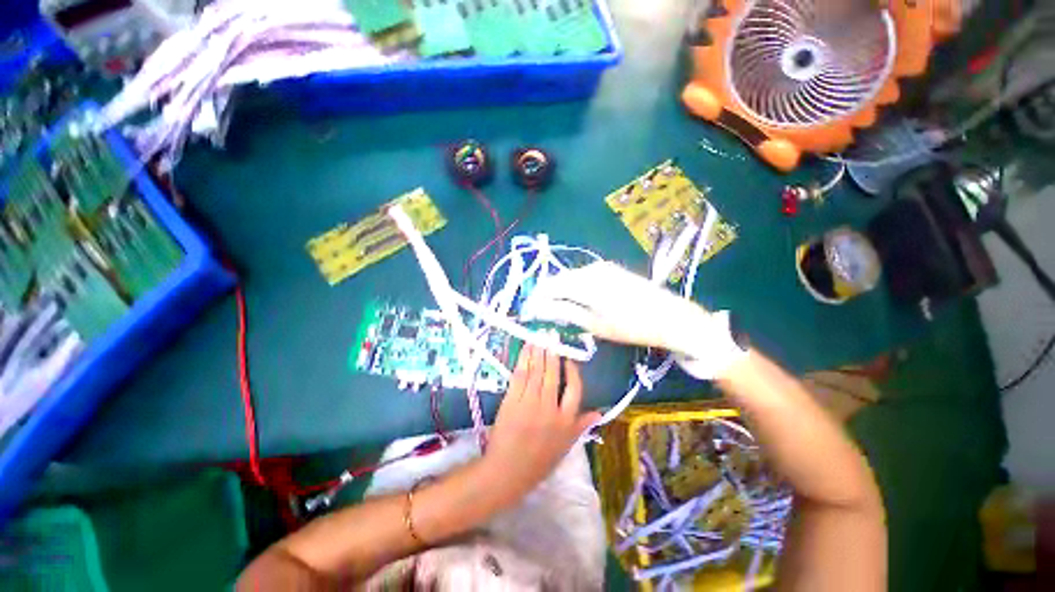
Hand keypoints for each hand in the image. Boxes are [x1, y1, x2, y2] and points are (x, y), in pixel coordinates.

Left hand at [484, 344, 600, 500]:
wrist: (507, 473)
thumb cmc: (538, 462)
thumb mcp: (565, 446)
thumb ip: (581, 426)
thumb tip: (599, 412)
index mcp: (566, 421)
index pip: (574, 389)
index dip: (572, 371)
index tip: (568, 359)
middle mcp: (550, 409)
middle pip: (553, 374)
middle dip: (553, 352)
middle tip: (552, 335)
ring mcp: (530, 404)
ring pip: (537, 372)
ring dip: (538, 352)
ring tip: (540, 337)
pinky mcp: (512, 401)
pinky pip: (520, 376)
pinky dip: (524, 360)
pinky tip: (526, 349)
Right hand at [522, 262, 747, 378]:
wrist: (671, 316)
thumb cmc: (632, 326)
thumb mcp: (595, 324)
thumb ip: (565, 312)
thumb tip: (540, 308)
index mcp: (585, 282)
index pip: (550, 286)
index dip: (536, 298)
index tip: (528, 312)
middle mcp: (591, 268)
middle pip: (559, 279)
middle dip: (547, 295)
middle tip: (541, 313)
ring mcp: (602, 266)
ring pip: (570, 277)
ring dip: (560, 292)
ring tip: (557, 310)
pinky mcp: (610, 269)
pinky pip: (583, 276)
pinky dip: (574, 288)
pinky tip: (575, 301)